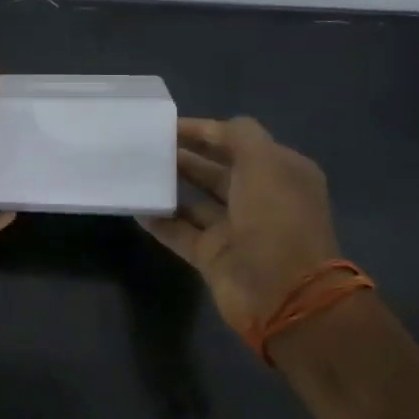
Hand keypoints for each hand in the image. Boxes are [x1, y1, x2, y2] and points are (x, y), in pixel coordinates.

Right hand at [138, 116, 339, 333]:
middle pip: (217, 170)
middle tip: (147, 146)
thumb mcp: (264, 162)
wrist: (283, 293)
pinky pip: (180, 232)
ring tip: (137, 171)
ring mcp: (236, 230)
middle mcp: (260, 199)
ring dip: (170, 186)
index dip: (205, 131)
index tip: (167, 125)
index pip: (239, 142)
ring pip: (196, 201)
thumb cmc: (276, 218)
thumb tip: (212, 130)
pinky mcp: (214, 256)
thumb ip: (238, 136)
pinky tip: (135, 206)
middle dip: (185, 156)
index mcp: (281, 173)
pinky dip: (160, 220)